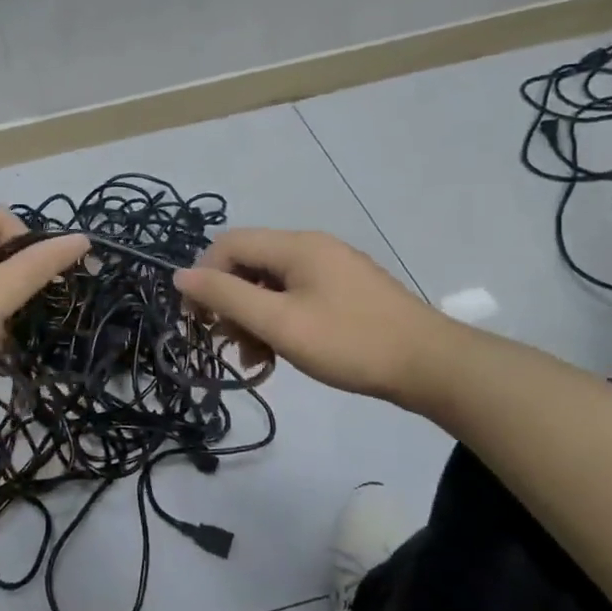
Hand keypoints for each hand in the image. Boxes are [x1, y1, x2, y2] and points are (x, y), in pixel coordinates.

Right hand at [174, 228, 451, 410]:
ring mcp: (332, 269)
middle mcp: (311, 248)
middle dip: (231, 303)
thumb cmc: (349, 342)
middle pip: (250, 264)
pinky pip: (296, 297)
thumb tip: (180, 275)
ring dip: (254, 318)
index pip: (228, 244)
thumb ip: (227, 296)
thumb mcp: (280, 322)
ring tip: (256, 359)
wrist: (430, 365)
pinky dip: (280, 321)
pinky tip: (280, 354)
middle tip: (228, 344)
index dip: (204, 278)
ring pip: (272, 285)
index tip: (198, 320)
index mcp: (295, 246)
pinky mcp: (346, 292)